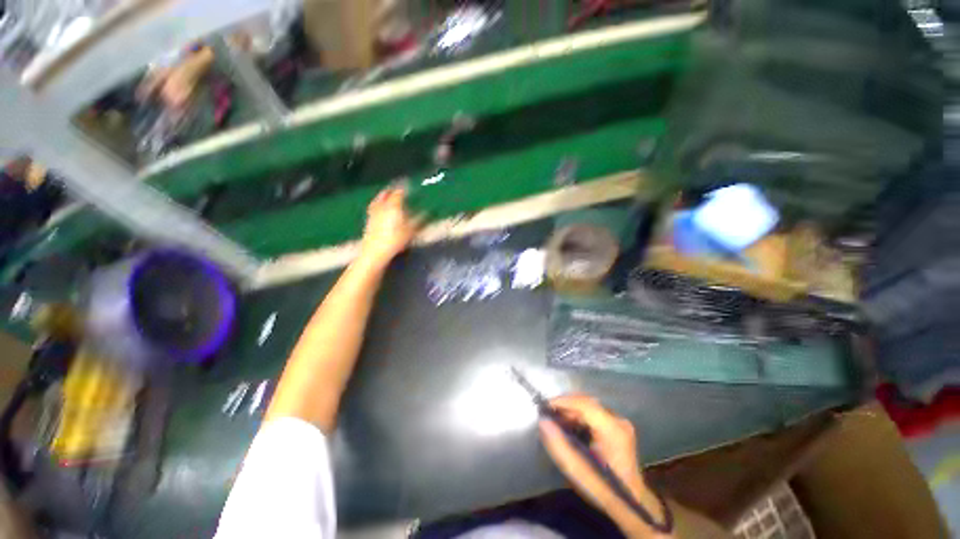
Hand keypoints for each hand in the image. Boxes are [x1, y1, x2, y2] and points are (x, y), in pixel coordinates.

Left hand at [360, 186, 421, 264]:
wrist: (375, 251)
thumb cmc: (396, 240)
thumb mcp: (412, 230)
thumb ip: (419, 220)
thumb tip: (427, 213)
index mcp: (393, 205)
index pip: (399, 192)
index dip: (404, 187)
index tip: (408, 184)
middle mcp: (382, 206)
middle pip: (385, 194)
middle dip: (391, 190)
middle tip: (397, 188)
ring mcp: (373, 213)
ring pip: (378, 200)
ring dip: (383, 196)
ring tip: (387, 196)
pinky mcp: (369, 221)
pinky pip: (373, 208)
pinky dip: (378, 205)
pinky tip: (381, 210)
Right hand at [540, 395, 667, 536]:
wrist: (629, 503)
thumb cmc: (602, 488)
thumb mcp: (576, 469)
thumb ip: (558, 444)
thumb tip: (542, 421)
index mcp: (612, 429)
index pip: (585, 404)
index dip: (563, 401)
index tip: (545, 405)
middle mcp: (618, 421)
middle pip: (587, 403)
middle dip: (566, 406)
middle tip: (549, 415)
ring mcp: (620, 423)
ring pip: (590, 407)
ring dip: (572, 411)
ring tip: (558, 421)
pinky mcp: (618, 427)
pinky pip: (595, 413)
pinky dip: (580, 416)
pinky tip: (571, 426)